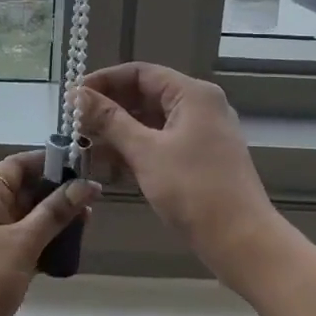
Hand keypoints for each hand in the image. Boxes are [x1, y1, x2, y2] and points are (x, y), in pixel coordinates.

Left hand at [0, 151, 99, 315]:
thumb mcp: (23, 241)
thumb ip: (54, 212)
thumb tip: (85, 184)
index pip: (18, 165)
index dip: (48, 160)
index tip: (81, 165)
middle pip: (25, 191)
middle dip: (57, 192)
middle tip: (93, 199)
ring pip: (28, 220)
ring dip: (55, 221)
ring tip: (88, 224)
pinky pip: (26, 246)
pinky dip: (46, 246)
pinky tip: (70, 254)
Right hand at [73, 63, 279, 294]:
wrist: (242, 242)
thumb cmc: (194, 190)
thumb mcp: (145, 152)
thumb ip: (109, 120)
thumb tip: (76, 95)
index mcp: (192, 94)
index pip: (139, 73)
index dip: (104, 81)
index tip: (73, 97)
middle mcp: (200, 107)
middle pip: (145, 95)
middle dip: (108, 109)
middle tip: (74, 125)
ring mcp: (201, 134)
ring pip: (150, 122)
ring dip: (118, 132)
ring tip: (84, 146)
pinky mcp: (199, 158)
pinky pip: (160, 143)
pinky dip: (135, 150)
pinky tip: (108, 166)